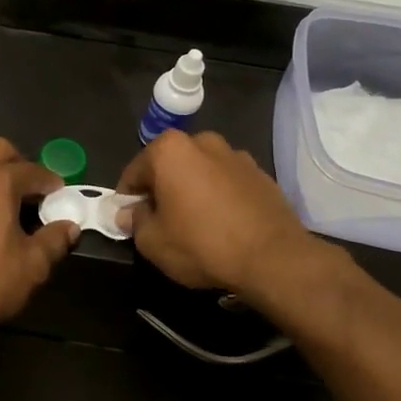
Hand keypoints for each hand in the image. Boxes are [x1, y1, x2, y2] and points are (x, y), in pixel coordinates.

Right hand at [116, 130, 335, 301]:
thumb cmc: (202, 244)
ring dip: (192, 190)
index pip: (134, 172)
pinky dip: (219, 197)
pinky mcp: (261, 174)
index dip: (127, 198)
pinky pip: (227, 183)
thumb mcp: (153, 242)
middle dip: (161, 189)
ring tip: (195, 223)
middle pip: (169, 166)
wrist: (273, 258)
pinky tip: (223, 224)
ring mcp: (236, 155)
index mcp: (170, 150)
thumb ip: (135, 222)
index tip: (129, 220)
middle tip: (160, 222)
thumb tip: (129, 213)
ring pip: (200, 172)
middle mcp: (202, 142)